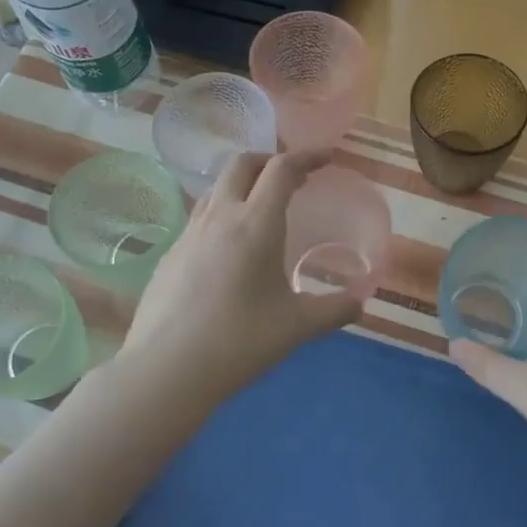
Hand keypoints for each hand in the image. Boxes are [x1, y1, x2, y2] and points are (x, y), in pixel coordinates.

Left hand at [121, 150, 360, 397]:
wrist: (166, 369)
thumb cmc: (239, 342)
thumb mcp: (297, 327)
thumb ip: (334, 311)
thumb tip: (360, 303)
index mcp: (256, 224)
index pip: (281, 169)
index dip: (306, 157)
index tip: (326, 159)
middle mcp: (220, 217)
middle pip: (242, 164)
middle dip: (270, 161)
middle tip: (293, 179)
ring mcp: (188, 234)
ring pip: (216, 188)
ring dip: (243, 184)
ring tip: (261, 207)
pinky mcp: (169, 254)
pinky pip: (200, 217)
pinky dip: (222, 213)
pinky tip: (229, 249)